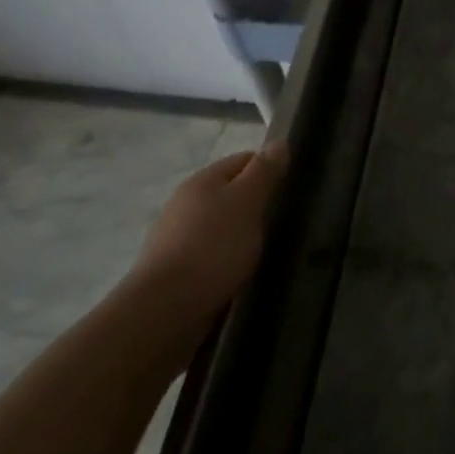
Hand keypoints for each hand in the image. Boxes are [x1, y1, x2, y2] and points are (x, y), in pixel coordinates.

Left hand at [126, 141, 287, 332]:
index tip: (290, 189)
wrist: (164, 312)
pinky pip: (211, 256)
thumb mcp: (248, 201)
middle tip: (282, 222)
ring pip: (221, 227)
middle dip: (256, 205)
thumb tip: (279, 142)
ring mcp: (176, 240)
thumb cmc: (213, 247)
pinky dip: (227, 261)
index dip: (270, 170)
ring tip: (265, 251)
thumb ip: (265, 171)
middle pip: (231, 193)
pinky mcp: (175, 273)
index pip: (244, 160)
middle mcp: (185, 204)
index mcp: (202, 181)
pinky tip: (240, 274)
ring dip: (242, 236)